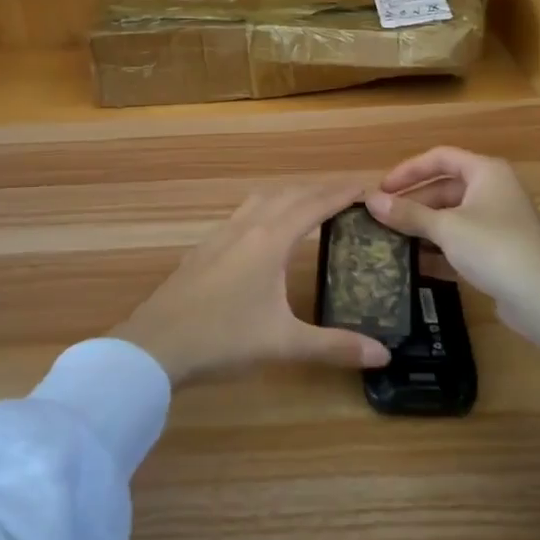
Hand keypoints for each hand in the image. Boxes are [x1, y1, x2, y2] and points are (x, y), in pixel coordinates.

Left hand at [114, 179, 392, 385]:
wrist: (156, 344)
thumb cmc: (223, 339)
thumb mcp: (284, 344)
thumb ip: (334, 346)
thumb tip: (384, 354)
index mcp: (270, 240)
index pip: (315, 205)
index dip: (343, 193)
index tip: (369, 185)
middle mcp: (247, 227)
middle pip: (289, 195)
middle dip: (320, 190)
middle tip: (348, 195)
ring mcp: (221, 235)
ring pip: (262, 200)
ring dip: (291, 195)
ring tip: (311, 204)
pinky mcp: (205, 248)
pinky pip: (244, 213)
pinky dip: (267, 208)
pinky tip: (264, 229)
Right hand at [368, 148, 539, 370]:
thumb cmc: (495, 248)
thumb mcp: (446, 228)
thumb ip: (408, 213)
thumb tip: (369, 200)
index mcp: (486, 172)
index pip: (440, 157)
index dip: (408, 170)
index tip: (381, 189)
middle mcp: (494, 190)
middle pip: (445, 187)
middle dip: (413, 202)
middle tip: (381, 218)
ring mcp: (499, 222)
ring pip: (452, 216)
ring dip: (423, 226)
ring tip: (390, 240)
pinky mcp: (500, 252)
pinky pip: (461, 241)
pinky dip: (439, 248)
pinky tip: (414, 264)